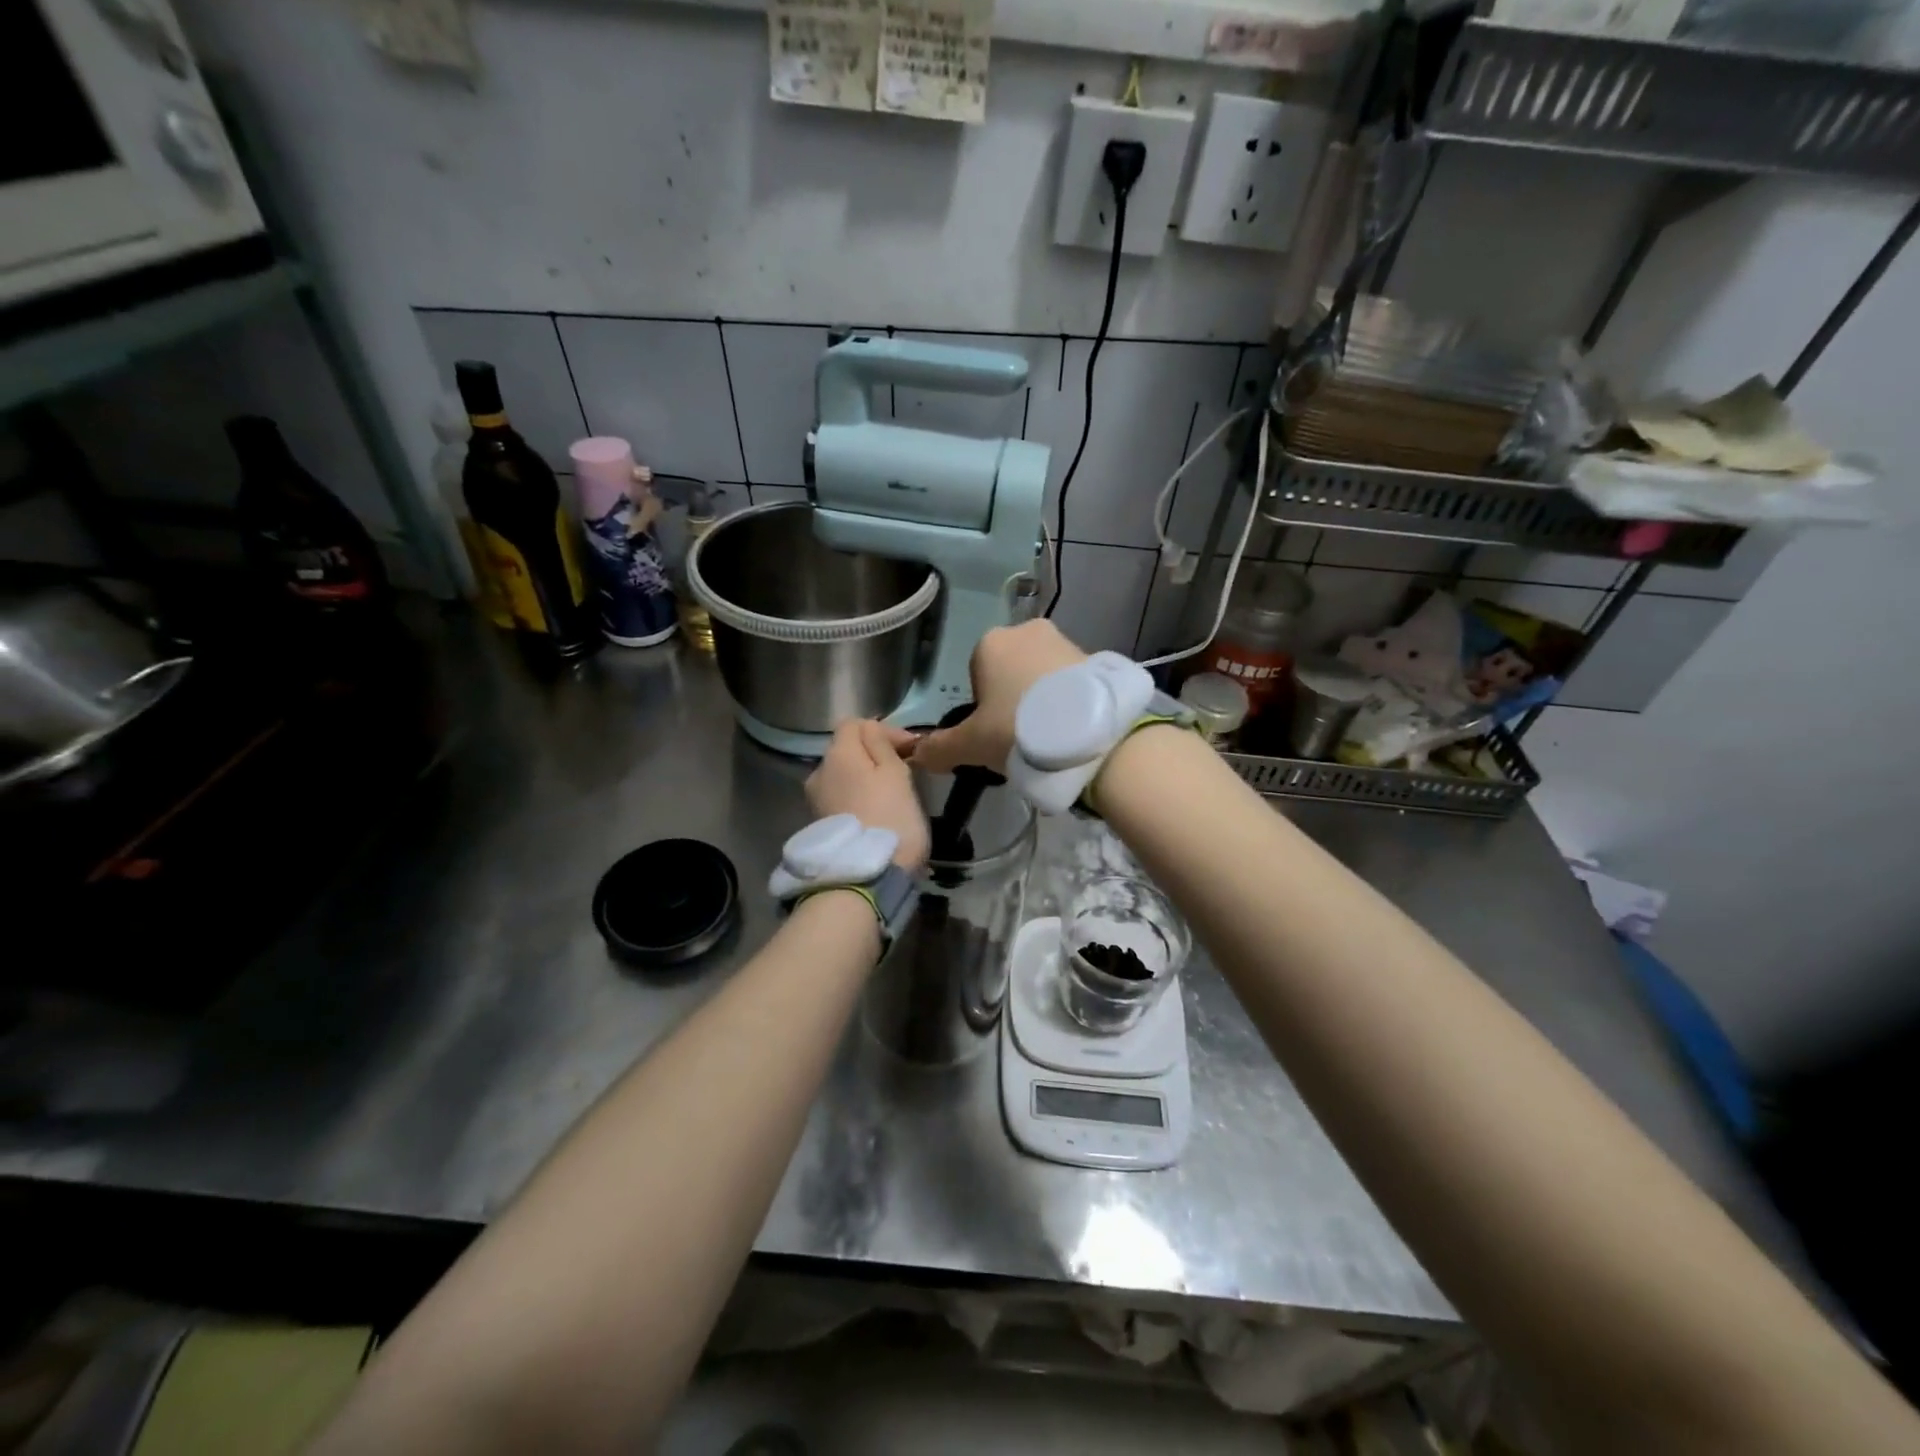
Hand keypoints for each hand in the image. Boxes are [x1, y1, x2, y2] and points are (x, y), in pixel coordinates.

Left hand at [806, 719, 929, 871]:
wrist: (867, 877)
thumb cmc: (890, 818)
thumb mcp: (896, 773)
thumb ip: (881, 743)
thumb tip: (870, 727)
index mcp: (837, 753)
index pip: (854, 723)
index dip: (883, 730)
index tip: (909, 749)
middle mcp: (818, 771)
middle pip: (846, 750)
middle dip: (873, 755)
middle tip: (905, 772)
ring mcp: (816, 800)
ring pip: (844, 776)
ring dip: (865, 779)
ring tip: (892, 795)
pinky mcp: (821, 824)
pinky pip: (841, 799)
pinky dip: (858, 799)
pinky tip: (877, 814)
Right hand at [911, 620, 1086, 774]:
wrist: (1088, 732)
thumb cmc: (1017, 728)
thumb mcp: (971, 744)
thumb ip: (939, 748)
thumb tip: (915, 754)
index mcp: (990, 642)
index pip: (976, 675)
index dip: (982, 708)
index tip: (995, 733)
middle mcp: (1026, 631)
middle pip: (1010, 671)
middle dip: (1013, 700)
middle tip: (1021, 737)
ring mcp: (1064, 640)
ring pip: (1041, 675)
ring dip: (1041, 700)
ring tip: (1049, 737)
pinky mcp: (1095, 657)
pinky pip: (1070, 681)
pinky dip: (1069, 700)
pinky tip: (1072, 729)